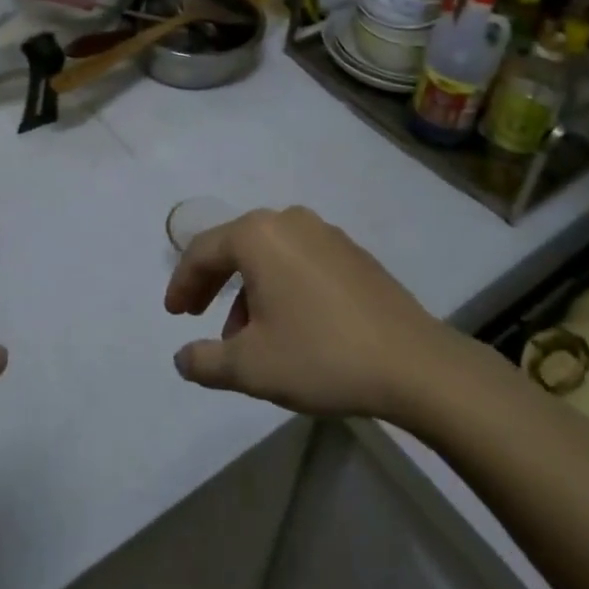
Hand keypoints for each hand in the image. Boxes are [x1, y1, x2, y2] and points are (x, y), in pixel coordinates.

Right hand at [165, 207, 451, 421]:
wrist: (414, 364)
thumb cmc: (321, 355)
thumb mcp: (251, 367)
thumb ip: (206, 361)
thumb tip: (182, 358)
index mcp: (257, 235)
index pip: (203, 251)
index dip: (182, 283)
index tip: (174, 315)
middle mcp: (288, 221)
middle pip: (235, 246)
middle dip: (213, 283)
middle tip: (198, 316)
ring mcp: (325, 233)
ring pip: (269, 255)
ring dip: (248, 289)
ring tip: (248, 337)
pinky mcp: (352, 253)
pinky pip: (300, 261)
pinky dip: (281, 286)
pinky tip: (290, 325)